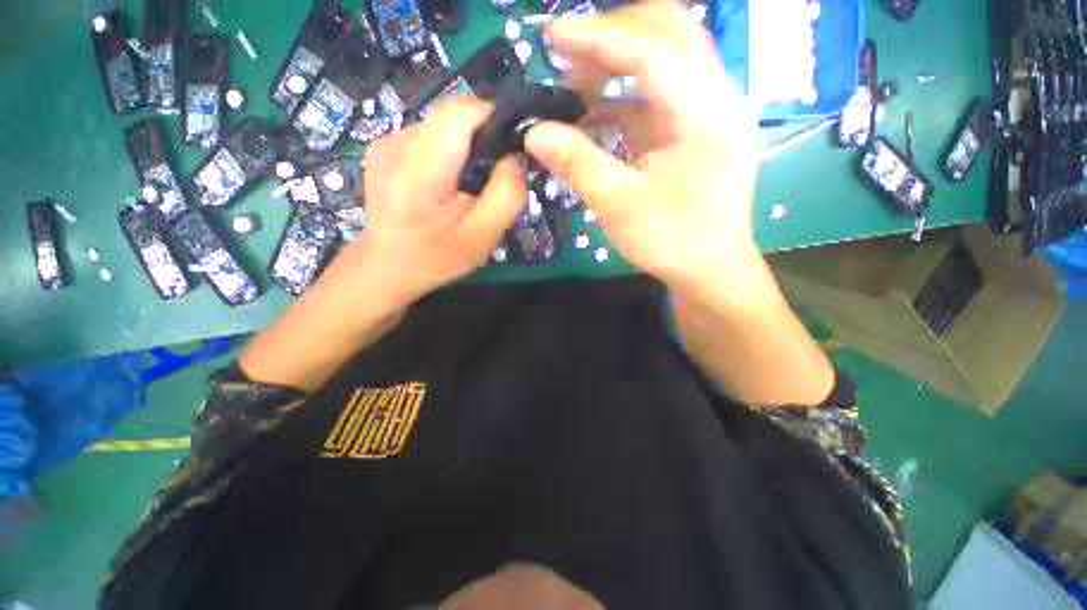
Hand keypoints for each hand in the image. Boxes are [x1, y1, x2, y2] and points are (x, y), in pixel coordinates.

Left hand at [240, 98, 525, 390]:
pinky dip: (451, 152)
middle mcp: (395, 144)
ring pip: (444, 126)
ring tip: (472, 183)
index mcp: (417, 172)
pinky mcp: (385, 146)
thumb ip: (507, 194)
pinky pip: (431, 136)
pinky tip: (450, 182)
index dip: (494, 119)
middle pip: (453, 118)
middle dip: (484, 138)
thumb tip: (517, 156)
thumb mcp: (483, 236)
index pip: (459, 113)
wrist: (386, 267)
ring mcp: (386, 142)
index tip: (514, 147)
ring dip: (468, 147)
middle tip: (497, 174)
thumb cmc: (437, 258)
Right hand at [524, 2, 760, 295]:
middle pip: (670, 33)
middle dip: (615, 36)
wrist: (710, 270)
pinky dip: (626, 95)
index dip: (597, 37)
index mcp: (705, 112)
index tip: (551, 35)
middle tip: (569, 55)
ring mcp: (710, 112)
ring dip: (619, 63)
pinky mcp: (697, 130)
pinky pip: (661, 95)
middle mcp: (717, 98)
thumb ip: (576, 162)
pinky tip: (596, 112)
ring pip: (667, 59)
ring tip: (576, 82)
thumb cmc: (670, 241)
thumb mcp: (617, 205)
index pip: (651, 50)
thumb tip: (534, 132)